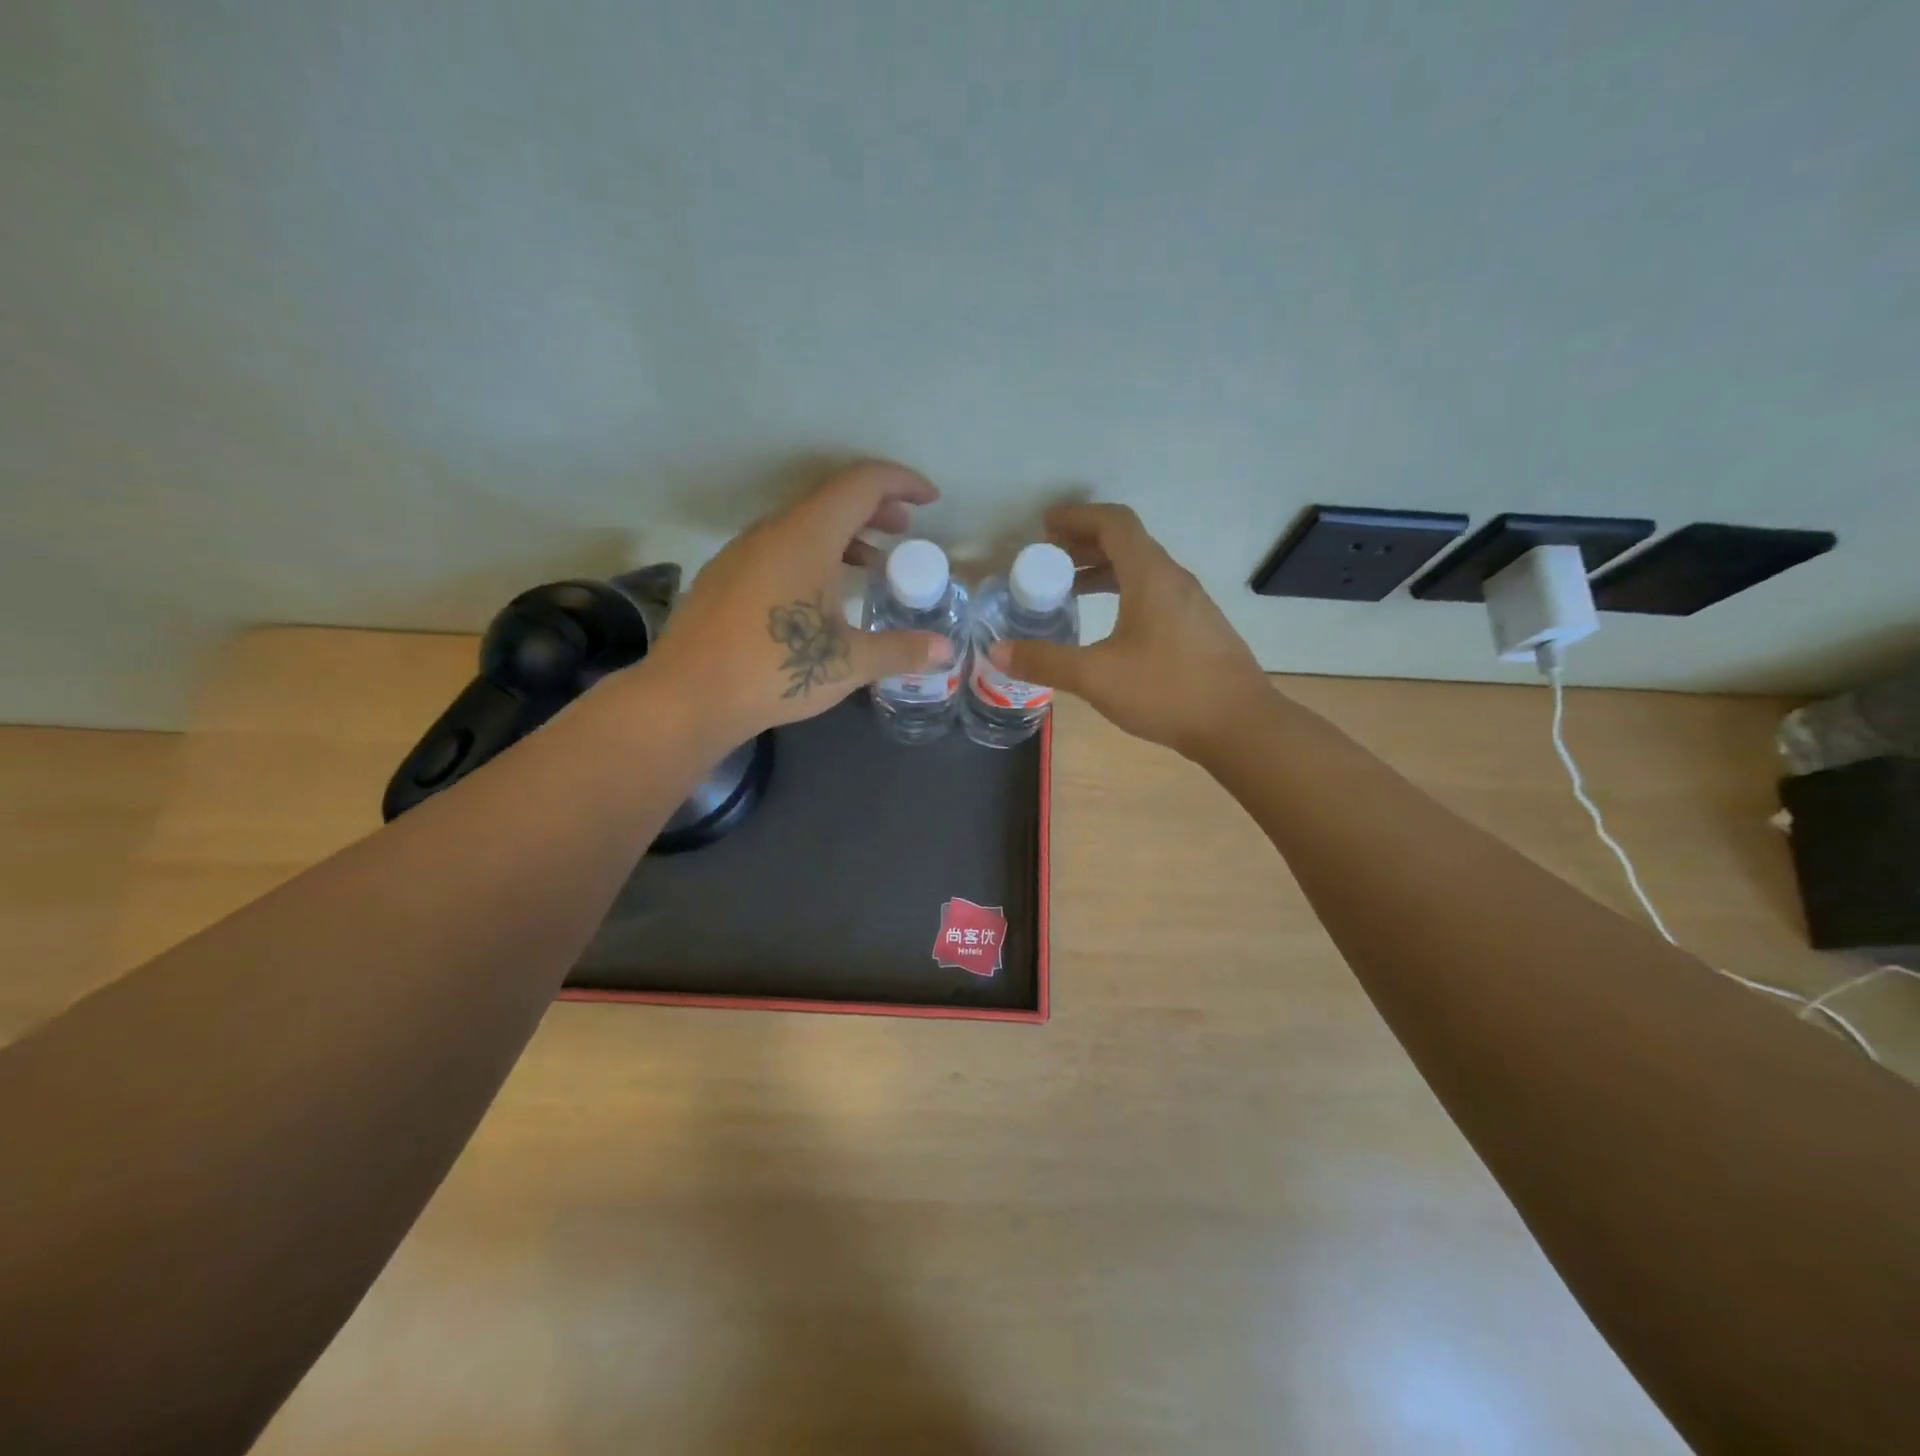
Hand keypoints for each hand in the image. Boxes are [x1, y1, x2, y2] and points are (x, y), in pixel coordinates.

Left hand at [643, 460, 953, 741]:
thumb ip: (900, 650)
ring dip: (844, 533)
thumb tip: (945, 652)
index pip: (861, 483)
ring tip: (871, 562)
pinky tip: (822, 593)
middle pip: (832, 497)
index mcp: (806, 536)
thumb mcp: (848, 663)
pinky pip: (780, 546)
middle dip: (875, 507)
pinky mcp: (726, 576)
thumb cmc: (774, 671)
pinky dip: (814, 553)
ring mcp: (742, 551)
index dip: (901, 482)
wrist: (686, 697)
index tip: (930, 500)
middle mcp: (772, 531)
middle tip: (905, 531)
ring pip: (803, 523)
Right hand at [990, 504, 1267, 757]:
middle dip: (1084, 544)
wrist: (1240, 724)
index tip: (1045, 526)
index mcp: (1151, 576)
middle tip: (1048, 559)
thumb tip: (997, 651)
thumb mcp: (1096, 676)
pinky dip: (1123, 593)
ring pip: (1141, 570)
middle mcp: (1173, 579)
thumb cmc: (1167, 690)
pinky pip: (1154, 593)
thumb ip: (1045, 661)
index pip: (1114, 522)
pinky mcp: (1197, 628)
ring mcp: (1190, 604)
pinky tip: (1107, 626)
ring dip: (1103, 571)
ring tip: (1069, 590)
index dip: (1077, 517)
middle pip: (1127, 543)